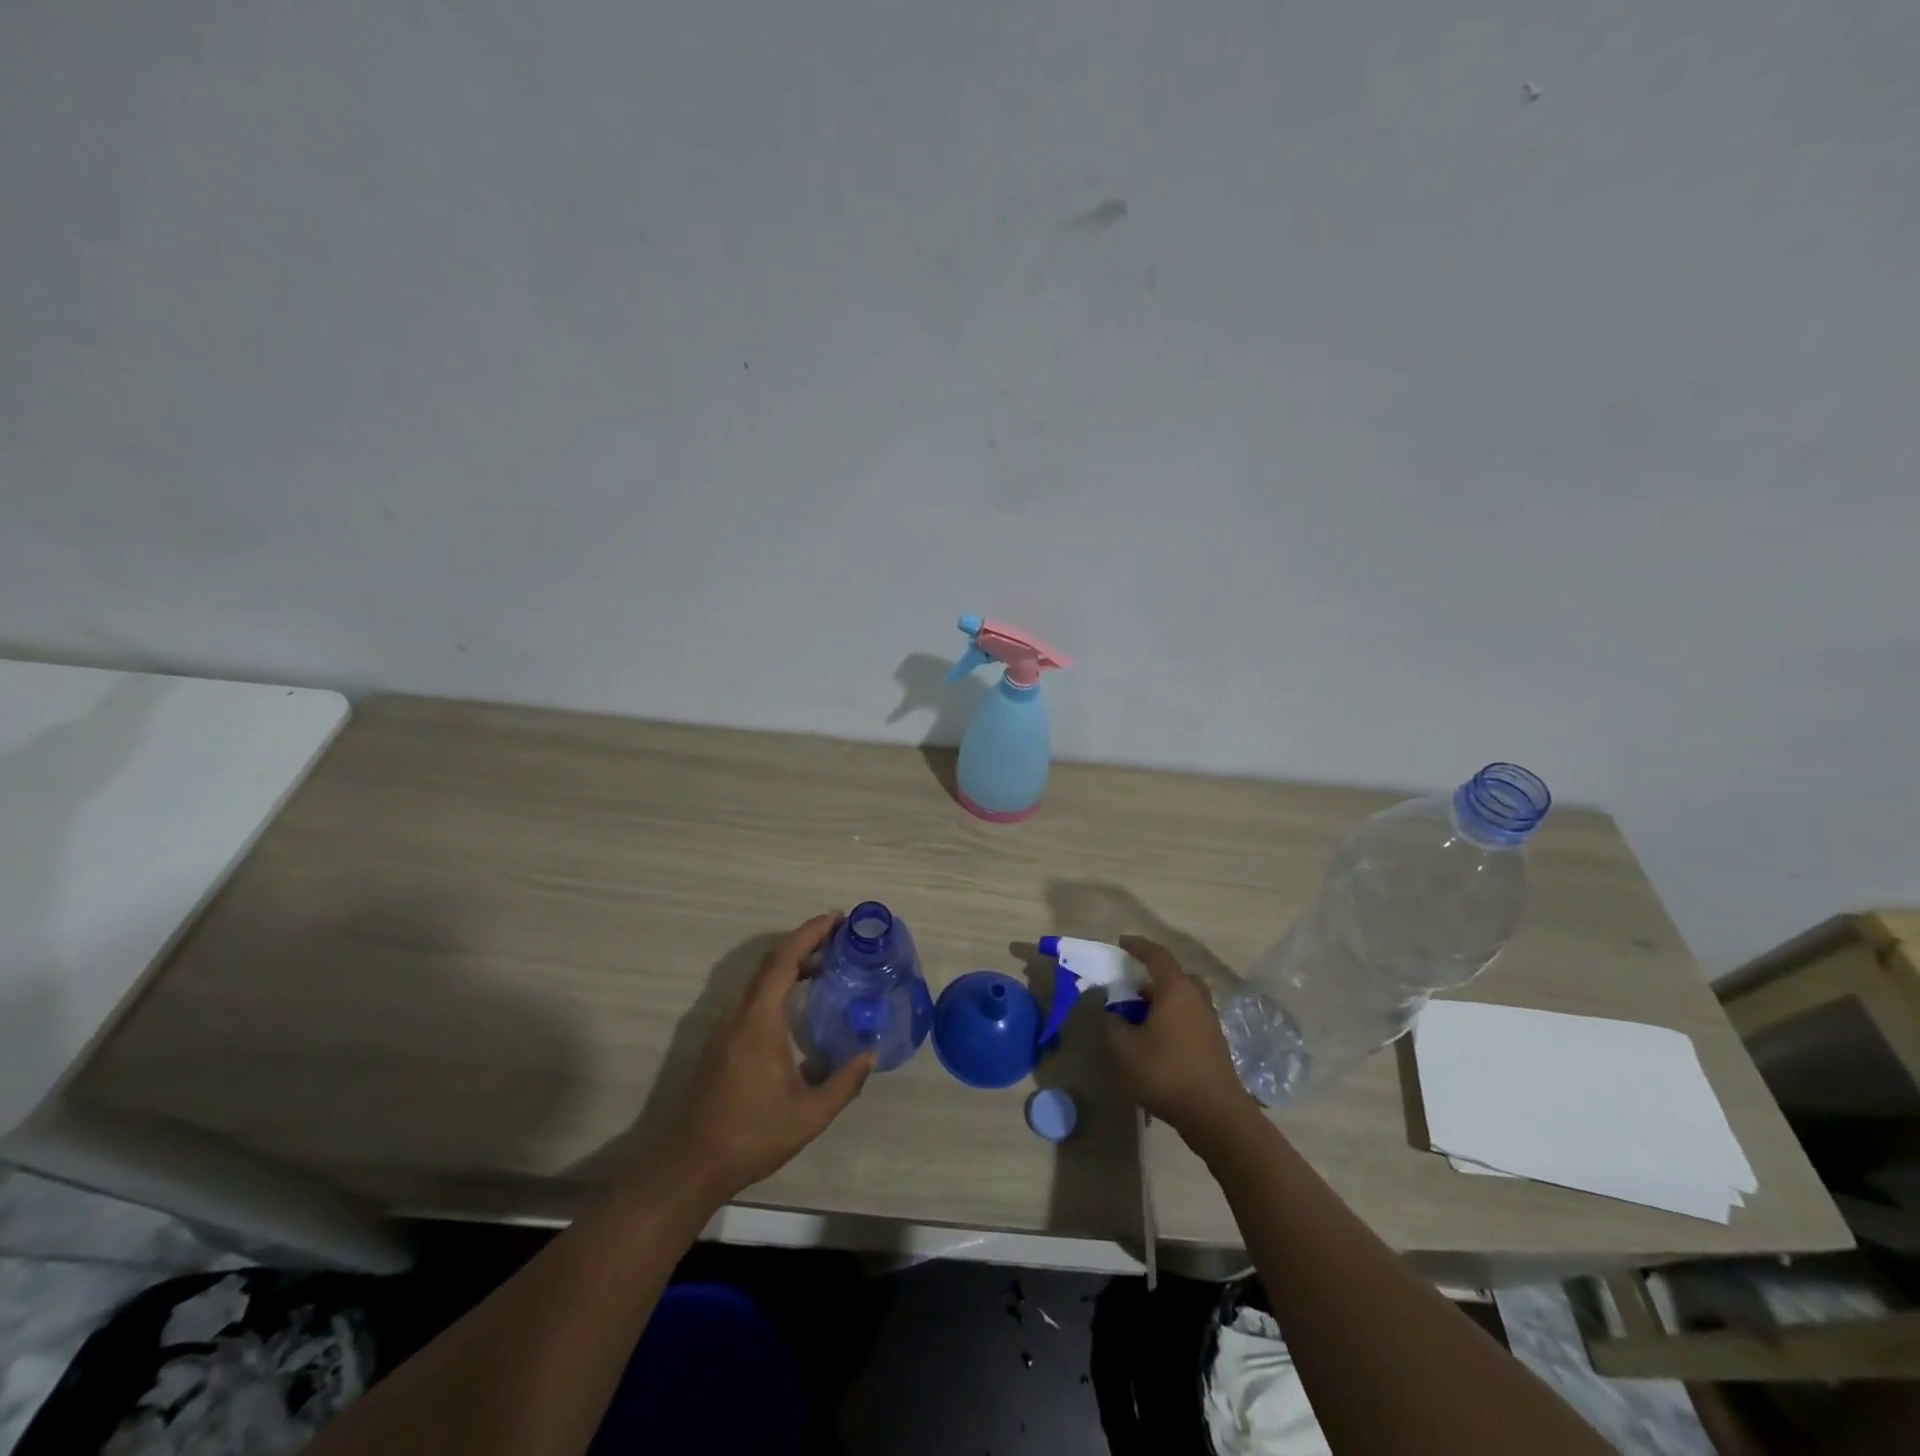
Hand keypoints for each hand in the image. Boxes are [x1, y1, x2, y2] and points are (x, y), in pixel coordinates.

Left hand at [658, 914, 874, 1203]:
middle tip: (840, 937)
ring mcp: (725, 1028)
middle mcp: (739, 1014)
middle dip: (805, 942)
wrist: (689, 1165)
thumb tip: (869, 1055)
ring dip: (791, 964)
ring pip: (760, 980)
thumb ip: (843, 1083)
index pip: (785, 961)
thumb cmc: (751, 1135)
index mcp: (759, 1021)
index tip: (837, 919)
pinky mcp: (720, 1043)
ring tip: (826, 965)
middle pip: (771, 963)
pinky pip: (752, 997)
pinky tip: (798, 1003)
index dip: (810, 934)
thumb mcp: (809, 1115)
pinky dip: (778, 985)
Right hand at [1104, 936, 1253, 1138]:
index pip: (1156, 955)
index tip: (1121, 942)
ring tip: (1138, 1017)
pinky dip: (1171, 1019)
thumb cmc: (1166, 1072)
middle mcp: (1197, 998)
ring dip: (1161, 1001)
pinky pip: (1188, 1018)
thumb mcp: (1124, 1048)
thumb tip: (1111, 1011)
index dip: (1137, 946)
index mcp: (1176, 989)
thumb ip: (1112, 1023)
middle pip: (1174, 976)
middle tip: (1131, 985)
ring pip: (1183, 999)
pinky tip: (1156, 1041)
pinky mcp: (1214, 1044)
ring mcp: (1209, 1022)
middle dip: (1152, 976)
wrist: (1215, 1114)